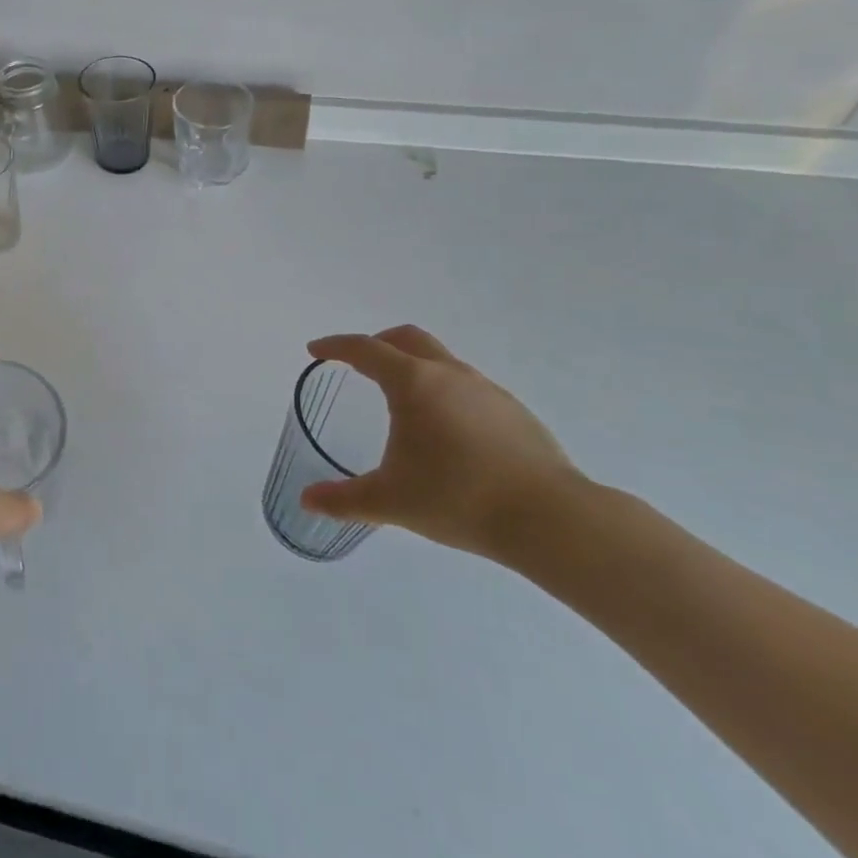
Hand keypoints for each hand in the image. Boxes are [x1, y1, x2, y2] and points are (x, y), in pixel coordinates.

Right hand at [300, 325, 580, 560]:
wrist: (550, 519)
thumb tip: (307, 500)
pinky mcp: (513, 410)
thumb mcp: (390, 501)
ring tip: (403, 403)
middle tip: (358, 363)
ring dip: (414, 367)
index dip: (335, 346)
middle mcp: (449, 374)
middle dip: (377, 343)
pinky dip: (445, 391)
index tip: (316, 350)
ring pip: (441, 360)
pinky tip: (448, 432)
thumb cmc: (458, 498)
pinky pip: (467, 386)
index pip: (365, 349)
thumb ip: (344, 499)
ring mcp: (486, 389)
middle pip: (406, 338)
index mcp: (413, 383)